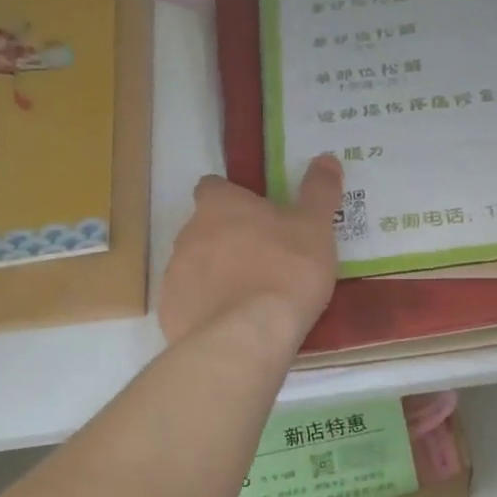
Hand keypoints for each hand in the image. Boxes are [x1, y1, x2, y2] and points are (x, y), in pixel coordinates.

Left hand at [159, 156, 343, 346]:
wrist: (246, 337)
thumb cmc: (284, 272)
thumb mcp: (315, 228)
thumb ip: (319, 192)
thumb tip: (326, 158)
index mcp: (219, 206)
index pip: (214, 188)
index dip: (234, 199)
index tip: (258, 216)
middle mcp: (188, 234)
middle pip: (204, 229)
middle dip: (228, 241)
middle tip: (265, 262)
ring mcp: (174, 276)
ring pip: (196, 268)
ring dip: (217, 277)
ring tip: (252, 300)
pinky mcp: (171, 313)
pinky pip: (191, 305)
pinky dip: (208, 312)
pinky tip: (234, 327)